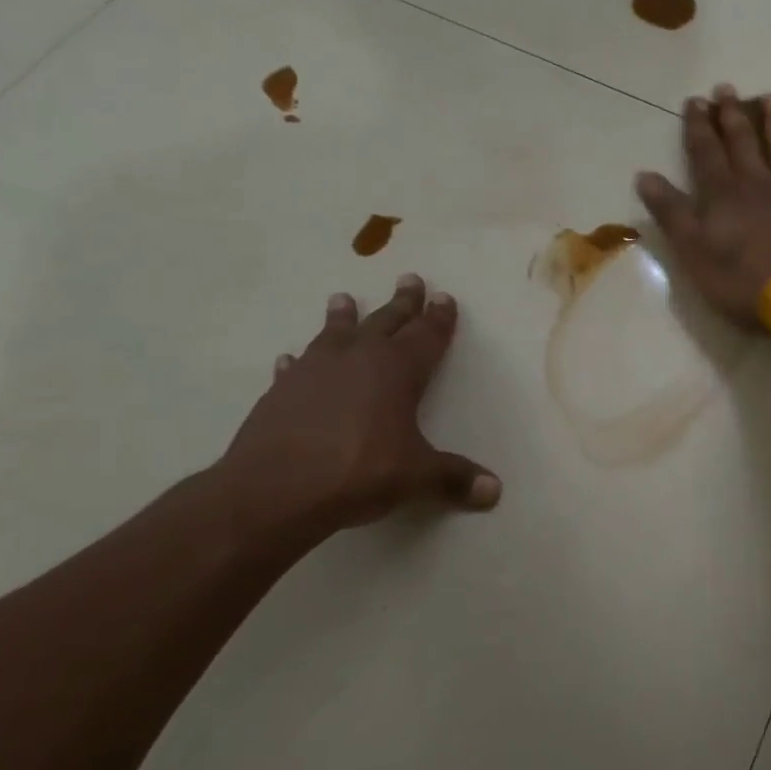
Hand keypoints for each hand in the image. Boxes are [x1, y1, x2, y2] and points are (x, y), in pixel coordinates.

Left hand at [216, 275, 500, 550]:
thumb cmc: (359, 472)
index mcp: (396, 370)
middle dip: (402, 303)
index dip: (438, 318)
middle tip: (410, 279)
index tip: (444, 297)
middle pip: (385, 322)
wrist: (276, 489)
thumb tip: (494, 490)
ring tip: (343, 298)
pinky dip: (298, 363)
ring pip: (334, 334)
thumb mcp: (417, 477)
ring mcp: (314, 371)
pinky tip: (292, 360)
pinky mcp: (281, 391)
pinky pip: (295, 368)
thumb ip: (454, 478)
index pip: (426, 336)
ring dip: (343, 317)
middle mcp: (357, 359)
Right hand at [636, 85, 770, 328]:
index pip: (706, 152)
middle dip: (733, 115)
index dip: (698, 126)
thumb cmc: (740, 279)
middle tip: (727, 88)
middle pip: (743, 142)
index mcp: (722, 194)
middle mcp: (757, 183)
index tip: (695, 101)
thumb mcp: (692, 251)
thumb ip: (671, 212)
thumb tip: (644, 175)